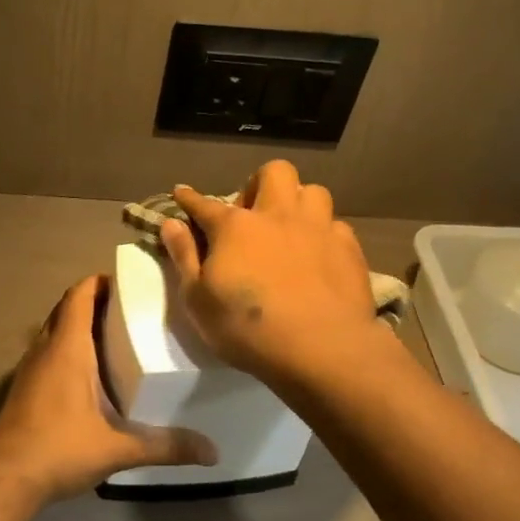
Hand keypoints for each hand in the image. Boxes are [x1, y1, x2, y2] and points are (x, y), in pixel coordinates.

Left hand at [0, 275, 217, 501]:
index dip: (99, 282)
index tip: (128, 283)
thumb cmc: (59, 449)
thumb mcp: (118, 449)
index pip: (79, 295)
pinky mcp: (22, 390)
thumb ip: (165, 446)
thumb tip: (212, 452)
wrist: (4, 478)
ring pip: (53, 333)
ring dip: (77, 327)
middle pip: (65, 309)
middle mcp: (44, 350)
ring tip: (114, 339)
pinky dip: (66, 352)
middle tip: (129, 311)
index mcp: (66, 348)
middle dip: (93, 303)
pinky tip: (88, 377)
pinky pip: (46, 355)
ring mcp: (28, 370)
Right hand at [158, 162, 381, 387]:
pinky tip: (319, 256)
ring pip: (312, 191)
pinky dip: (323, 234)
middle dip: (259, 183)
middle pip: (273, 173)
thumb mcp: (197, 299)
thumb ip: (184, 257)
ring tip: (290, 227)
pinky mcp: (349, 249)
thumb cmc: (246, 328)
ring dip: (298, 203)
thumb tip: (170, 222)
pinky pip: (336, 226)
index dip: (190, 198)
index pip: (205, 204)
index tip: (182, 193)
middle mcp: (278, 215)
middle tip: (252, 212)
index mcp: (235, 227)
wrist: (321, 348)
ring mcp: (318, 229)